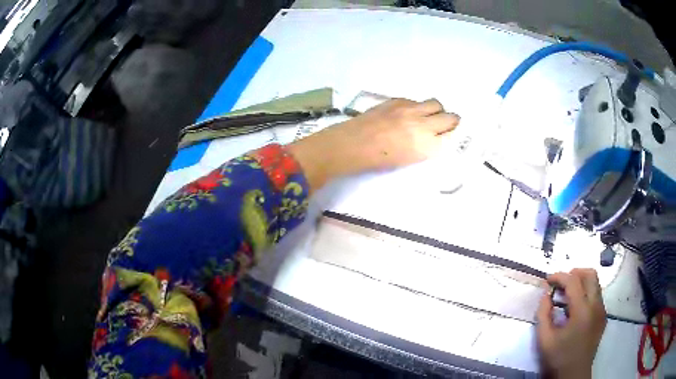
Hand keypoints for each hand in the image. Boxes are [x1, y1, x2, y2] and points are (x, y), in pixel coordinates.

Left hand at [288, 98, 459, 191]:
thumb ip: (427, 148)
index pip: (453, 136)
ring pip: (436, 103)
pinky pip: (417, 100)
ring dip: (437, 110)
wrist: (353, 143)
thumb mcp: (409, 160)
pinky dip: (418, 107)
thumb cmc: (378, 160)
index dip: (453, 136)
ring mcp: (410, 109)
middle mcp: (423, 124)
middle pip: (450, 117)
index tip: (452, 137)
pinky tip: (408, 114)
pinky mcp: (398, 100)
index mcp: (427, 146)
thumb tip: (436, 139)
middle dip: (451, 121)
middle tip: (445, 126)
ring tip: (428, 116)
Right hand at [536, 269, 606, 378]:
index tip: (548, 279)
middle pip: (590, 274)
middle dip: (575, 273)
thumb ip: (543, 314)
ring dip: (581, 283)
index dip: (559, 276)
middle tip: (561, 283)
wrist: (573, 375)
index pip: (573, 281)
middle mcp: (596, 305)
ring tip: (566, 296)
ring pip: (595, 284)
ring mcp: (602, 310)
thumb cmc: (558, 358)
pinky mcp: (603, 317)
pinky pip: (597, 296)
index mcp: (582, 311)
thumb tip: (546, 294)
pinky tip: (575, 310)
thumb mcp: (545, 339)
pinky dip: (586, 294)